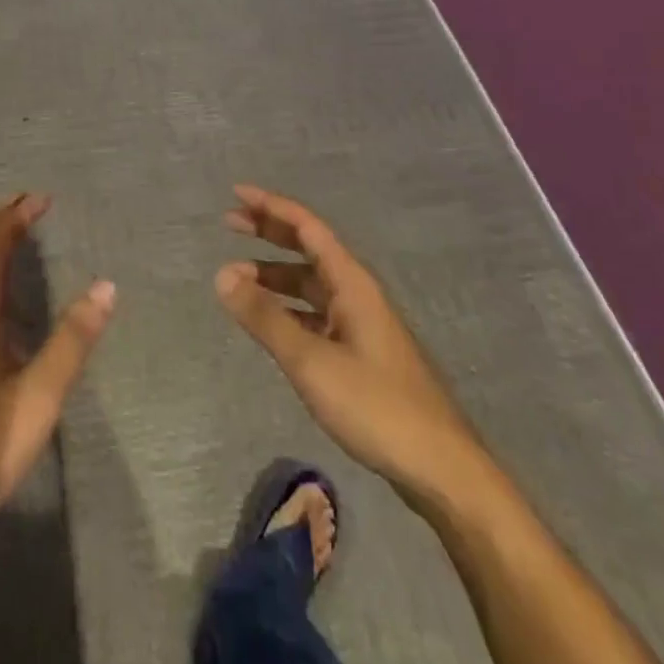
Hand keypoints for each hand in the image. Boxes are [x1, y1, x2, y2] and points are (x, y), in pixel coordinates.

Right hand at [215, 184, 489, 514]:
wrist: (442, 469)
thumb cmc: (376, 406)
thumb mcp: (311, 360)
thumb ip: (265, 316)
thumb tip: (221, 274)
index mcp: (352, 283)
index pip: (307, 227)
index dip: (271, 207)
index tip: (237, 194)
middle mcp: (357, 294)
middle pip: (308, 249)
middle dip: (270, 233)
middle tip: (230, 223)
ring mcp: (361, 325)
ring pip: (310, 285)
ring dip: (274, 276)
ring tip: (237, 279)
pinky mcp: (361, 355)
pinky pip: (316, 314)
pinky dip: (288, 309)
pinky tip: (270, 322)